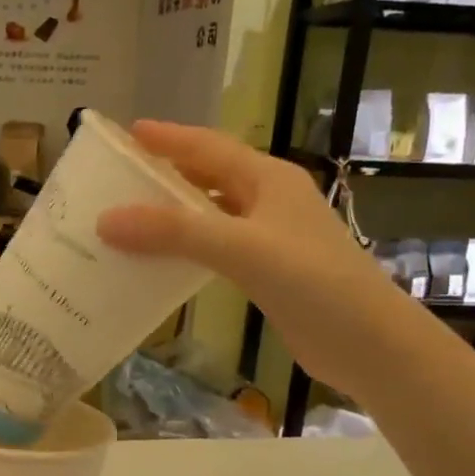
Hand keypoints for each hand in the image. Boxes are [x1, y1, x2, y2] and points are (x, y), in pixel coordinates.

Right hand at [95, 121, 423, 397]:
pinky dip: (189, 246)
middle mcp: (270, 200)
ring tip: (132, 214)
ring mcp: (271, 236)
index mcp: (269, 179)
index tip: (127, 133)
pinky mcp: (269, 270)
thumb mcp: (240, 248)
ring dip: (176, 212)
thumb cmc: (312, 282)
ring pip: (213, 213)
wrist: (368, 342)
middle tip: (122, 175)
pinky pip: (218, 246)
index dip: (168, 138)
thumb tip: (106, 220)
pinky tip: (164, 259)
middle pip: (210, 176)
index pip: (209, 147)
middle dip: (168, 172)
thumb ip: (174, 232)